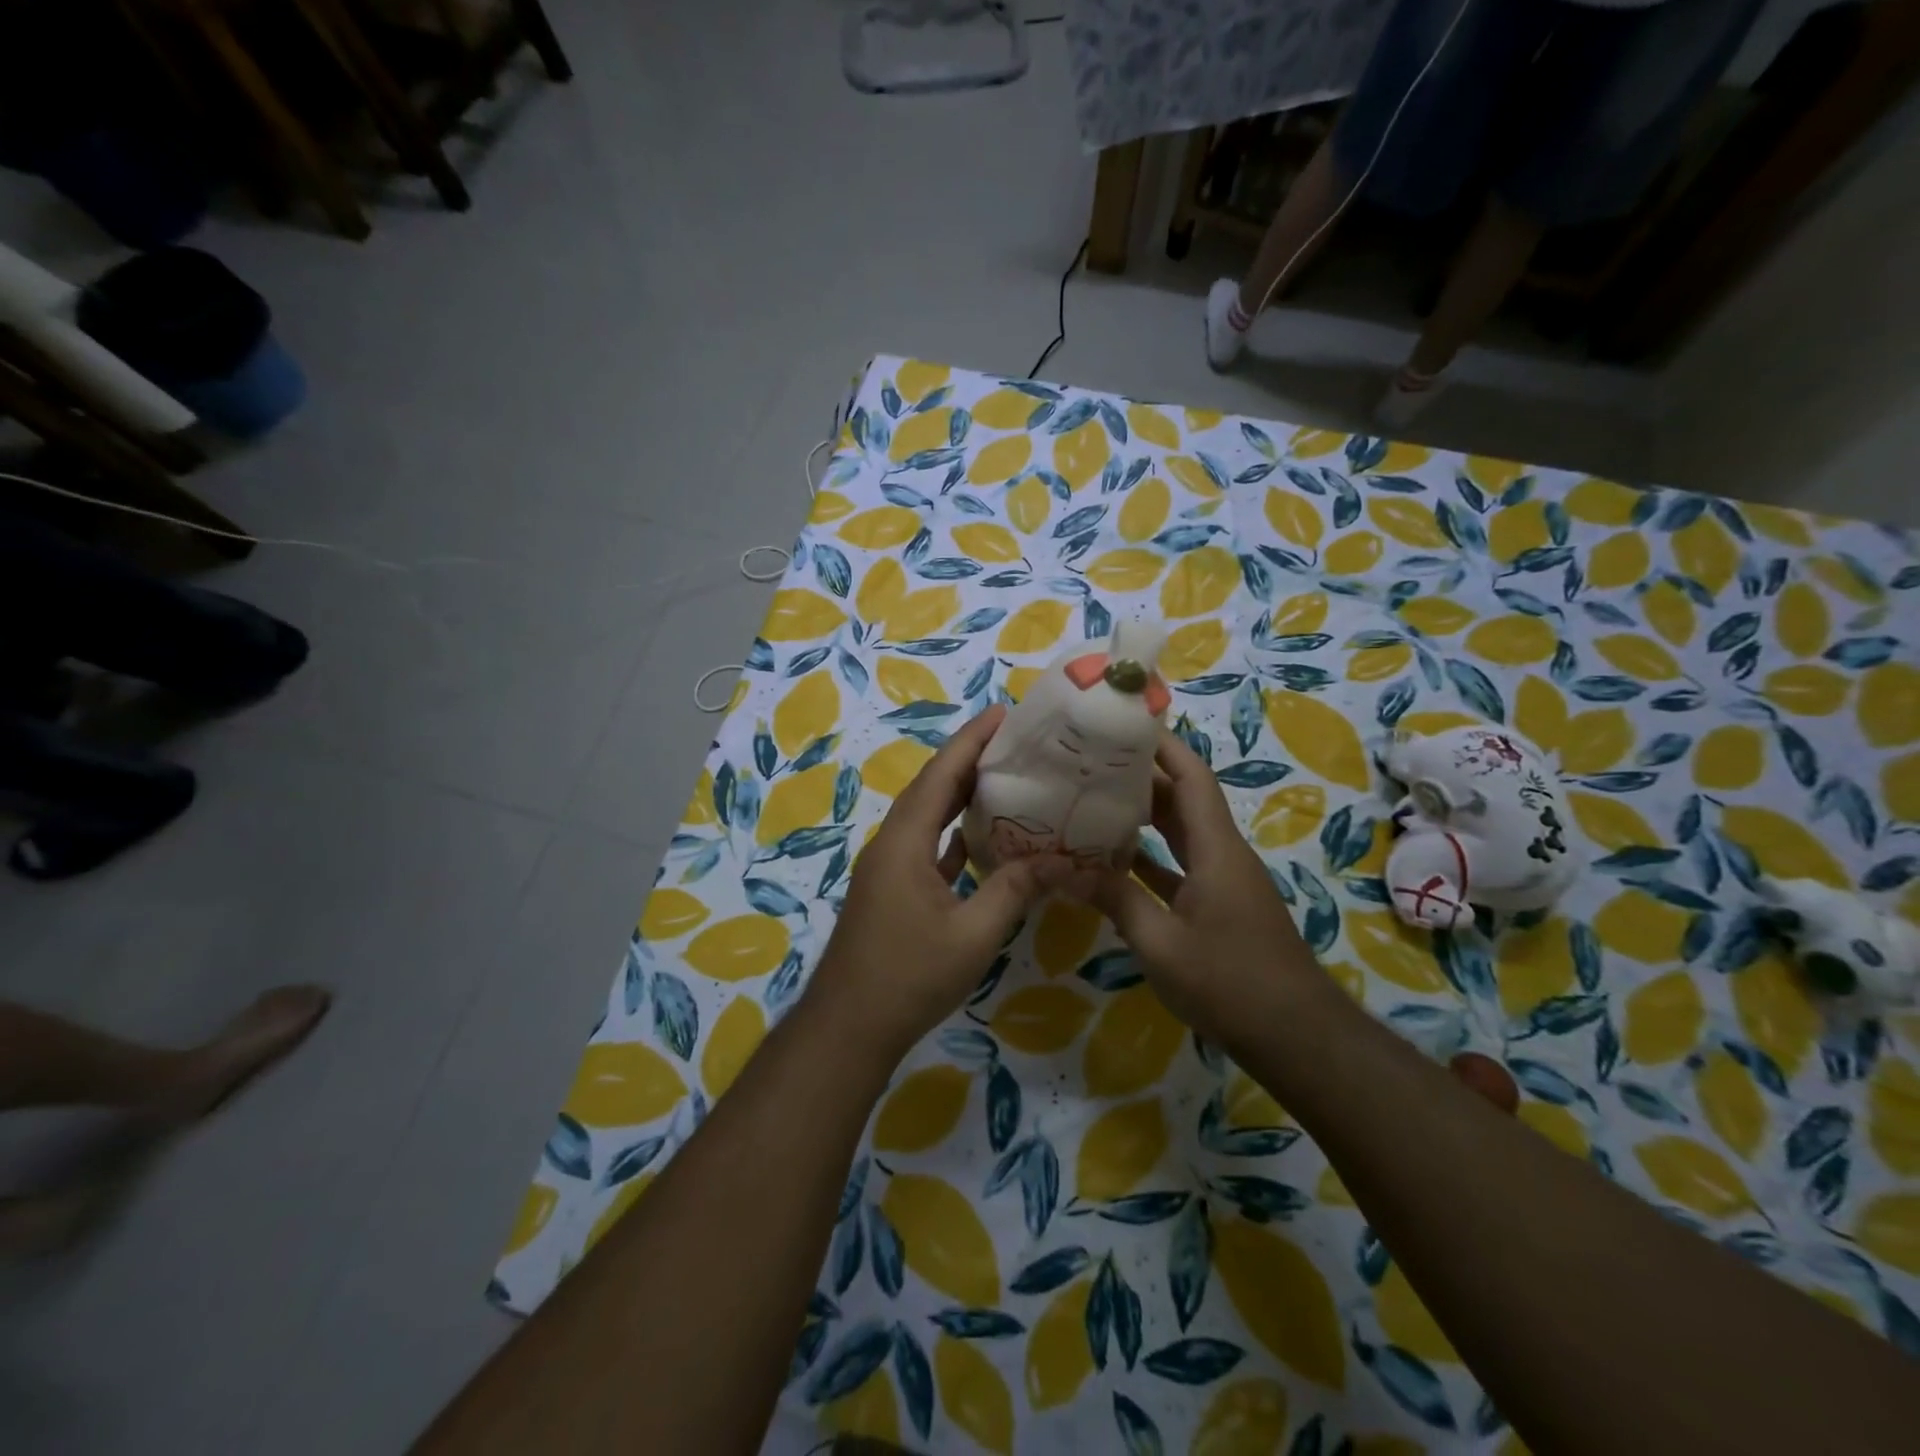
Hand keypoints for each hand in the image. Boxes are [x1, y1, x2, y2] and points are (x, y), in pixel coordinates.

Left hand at [804, 705, 1072, 1063]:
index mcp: (905, 841)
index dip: (971, 740)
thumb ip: (1015, 890)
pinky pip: (927, 846)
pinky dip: (954, 834)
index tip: (1002, 712)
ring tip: (1005, 778)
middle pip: (933, 788)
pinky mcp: (893, 890)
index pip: (941, 775)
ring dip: (961, 796)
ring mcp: (889, 868)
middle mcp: (892, 844)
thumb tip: (1061, 860)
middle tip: (1015, 742)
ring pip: (929, 817)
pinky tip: (982, 837)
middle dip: (970, 760)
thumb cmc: (909, 976)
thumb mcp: (973, 934)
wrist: (849, 1027)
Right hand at [1076, 729, 1328, 1046]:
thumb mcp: (1161, 943)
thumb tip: (1060, 867)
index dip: (1162, 746)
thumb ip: (1114, 898)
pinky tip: (1113, 861)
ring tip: (1093, 800)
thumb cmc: (1230, 982)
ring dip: (1144, 816)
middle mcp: (1222, 854)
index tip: (1125, 725)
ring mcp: (1222, 881)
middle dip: (1142, 776)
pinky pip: (1179, 867)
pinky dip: (1149, 858)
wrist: (1295, 1036)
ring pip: (1180, 833)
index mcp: (1216, 849)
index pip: (1192, 778)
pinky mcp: (1218, 906)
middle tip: (1091, 762)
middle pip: (1183, 799)